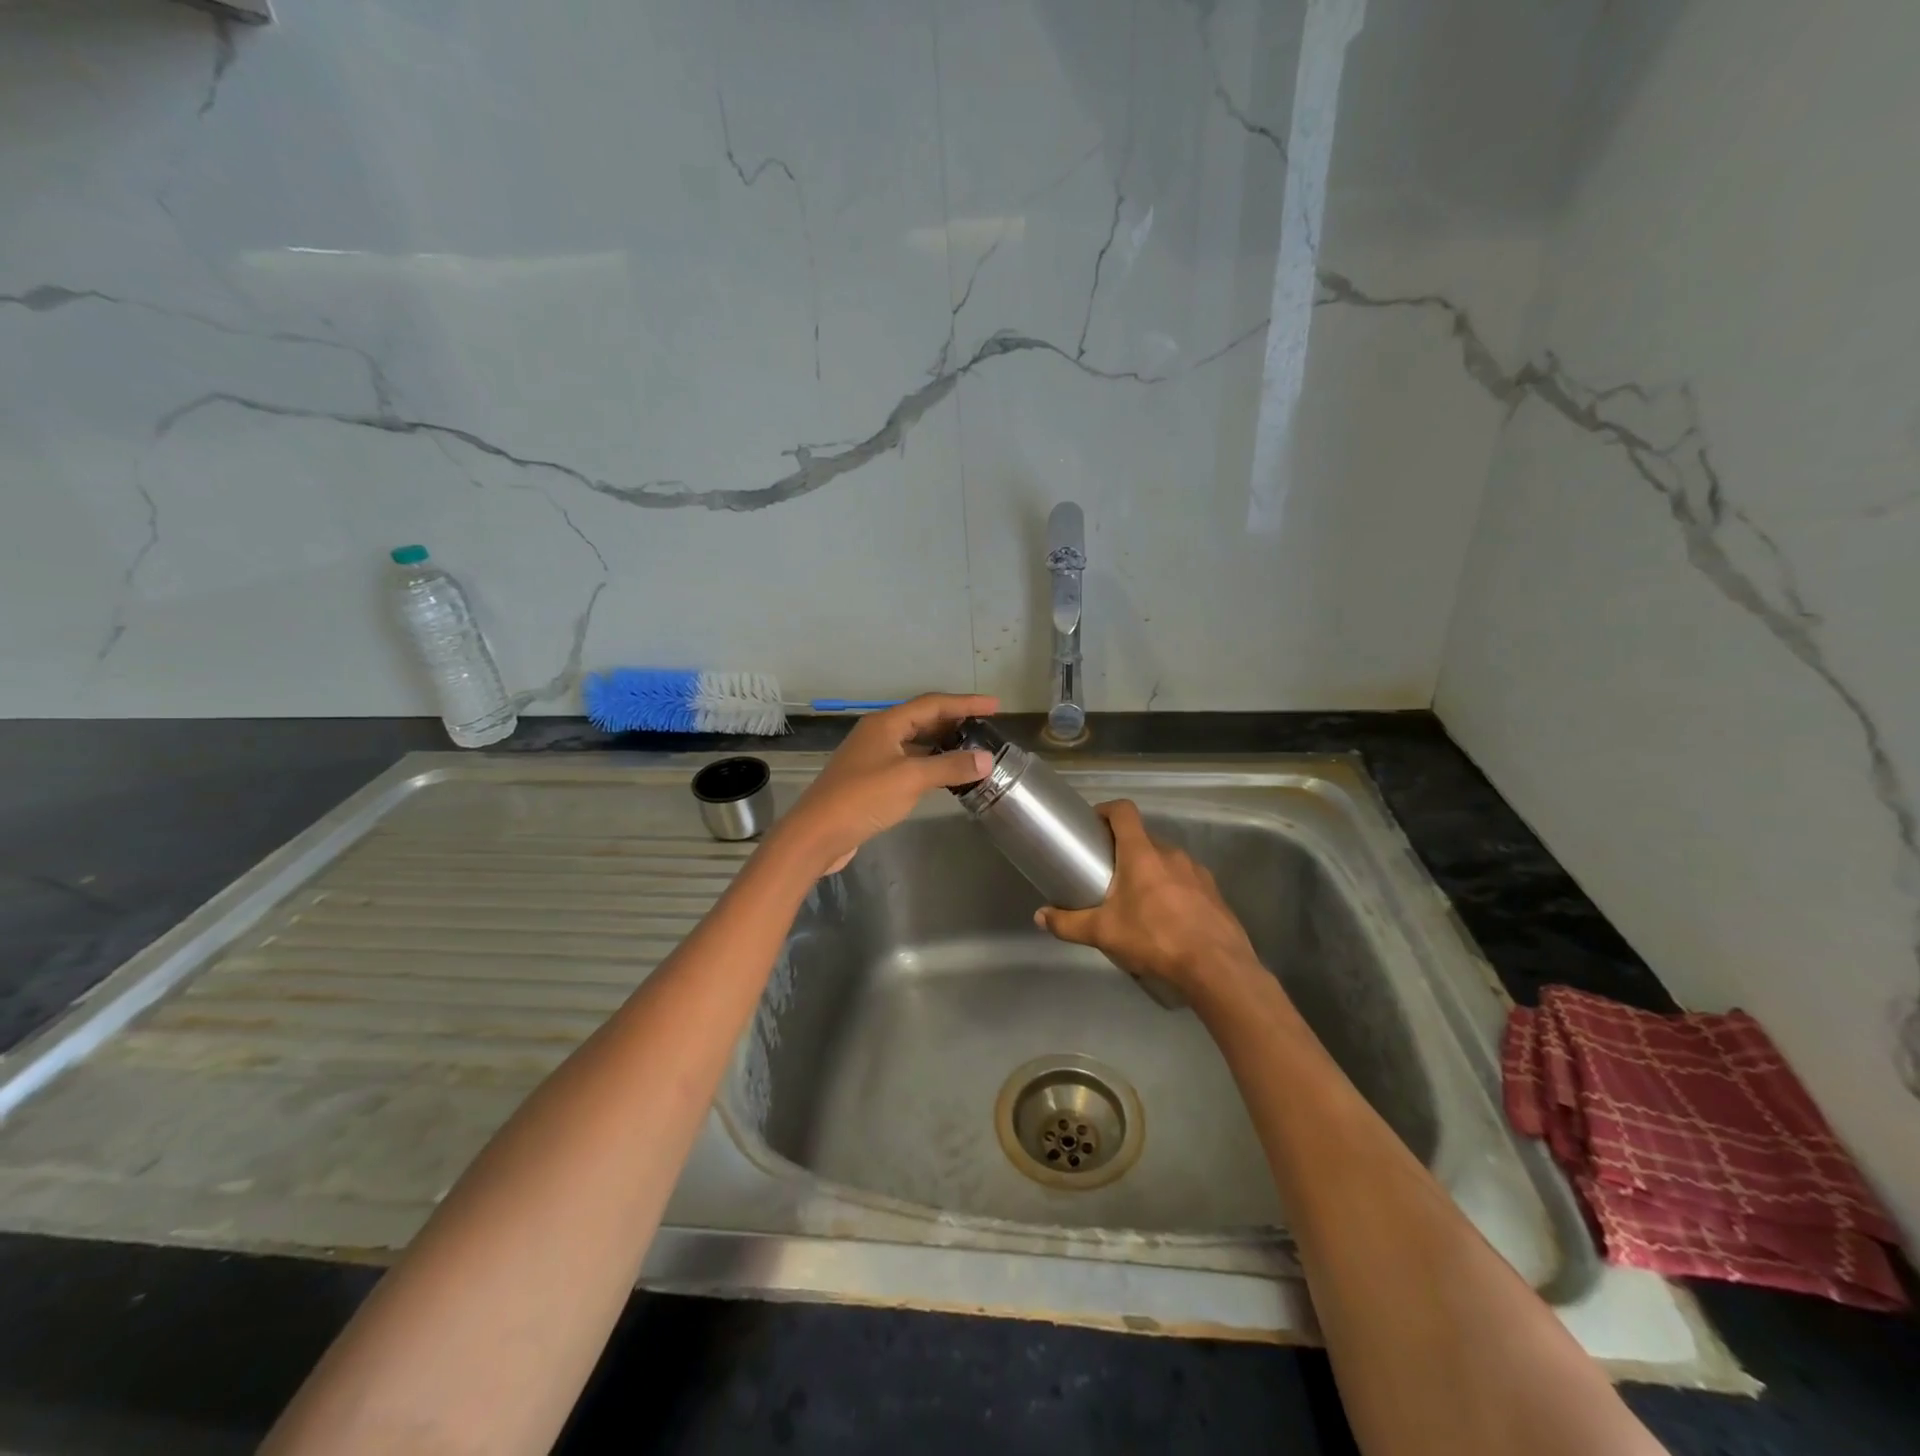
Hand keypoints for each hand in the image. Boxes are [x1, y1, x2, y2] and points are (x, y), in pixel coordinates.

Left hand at [777, 693, 997, 875]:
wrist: (817, 834)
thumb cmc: (863, 798)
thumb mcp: (911, 779)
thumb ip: (950, 766)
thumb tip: (986, 759)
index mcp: (886, 723)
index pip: (933, 704)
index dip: (966, 703)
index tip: (995, 705)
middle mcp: (878, 734)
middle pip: (923, 719)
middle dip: (955, 721)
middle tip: (986, 728)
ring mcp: (873, 757)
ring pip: (915, 742)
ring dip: (943, 744)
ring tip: (972, 750)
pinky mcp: (871, 780)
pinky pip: (908, 762)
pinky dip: (930, 764)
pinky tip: (945, 776)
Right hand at [1035, 800, 1263, 999]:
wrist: (1217, 968)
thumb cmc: (1155, 939)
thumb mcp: (1103, 934)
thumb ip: (1068, 923)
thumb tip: (1040, 917)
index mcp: (1142, 853)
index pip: (1124, 811)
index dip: (1106, 810)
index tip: (1093, 825)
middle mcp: (1171, 853)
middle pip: (1143, 838)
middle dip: (1124, 850)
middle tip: (1108, 874)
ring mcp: (1197, 871)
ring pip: (1166, 860)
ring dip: (1150, 871)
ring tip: (1138, 900)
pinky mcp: (1214, 892)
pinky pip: (1187, 880)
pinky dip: (1173, 889)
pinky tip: (1167, 918)